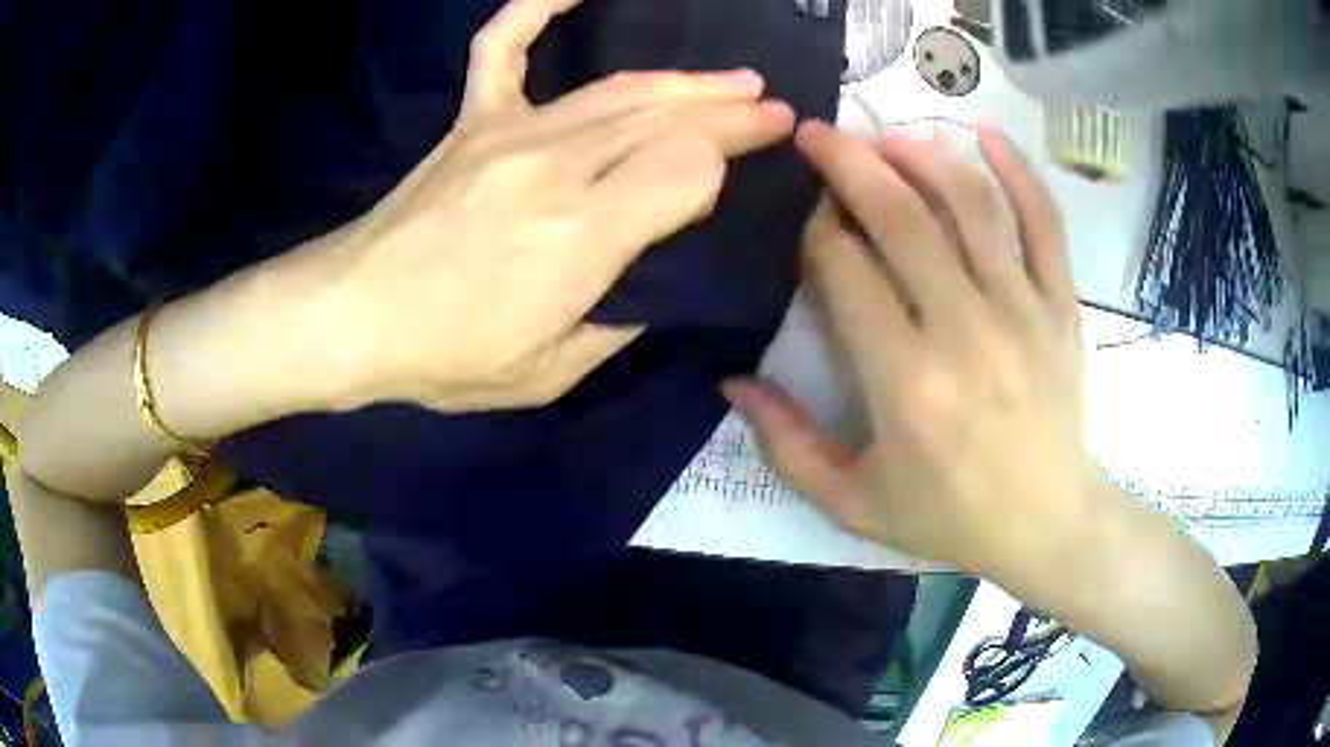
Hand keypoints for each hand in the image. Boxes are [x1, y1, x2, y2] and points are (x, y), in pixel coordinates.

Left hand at [307, 0, 794, 411]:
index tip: (739, 179)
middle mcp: (555, 167)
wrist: (349, 316)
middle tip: (774, 110)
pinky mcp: (472, 121)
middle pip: (668, 118)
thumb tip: (655, 278)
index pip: (688, 169)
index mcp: (581, 236)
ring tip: (733, 79)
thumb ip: (617, 323)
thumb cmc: (444, 357)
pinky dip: (539, 6)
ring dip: (686, 81)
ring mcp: (509, 132)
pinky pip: (503, 45)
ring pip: (620, 88)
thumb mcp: (548, 374)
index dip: (722, 169)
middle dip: (731, 112)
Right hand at [725, 122, 1093, 576]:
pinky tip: (985, 134)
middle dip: (849, 163)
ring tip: (888, 139)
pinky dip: (1018, 171)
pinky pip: (1044, 223)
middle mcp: (964, 331)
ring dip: (922, 157)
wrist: (1047, 525)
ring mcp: (1022, 310)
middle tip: (818, 132)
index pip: (844, 270)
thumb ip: (787, 443)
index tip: (800, 212)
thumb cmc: (948, 518)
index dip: (813, 229)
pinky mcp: (1061, 306)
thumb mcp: (852, 502)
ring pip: (970, 204)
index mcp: (905, 384)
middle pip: (901, 217)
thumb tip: (732, 379)